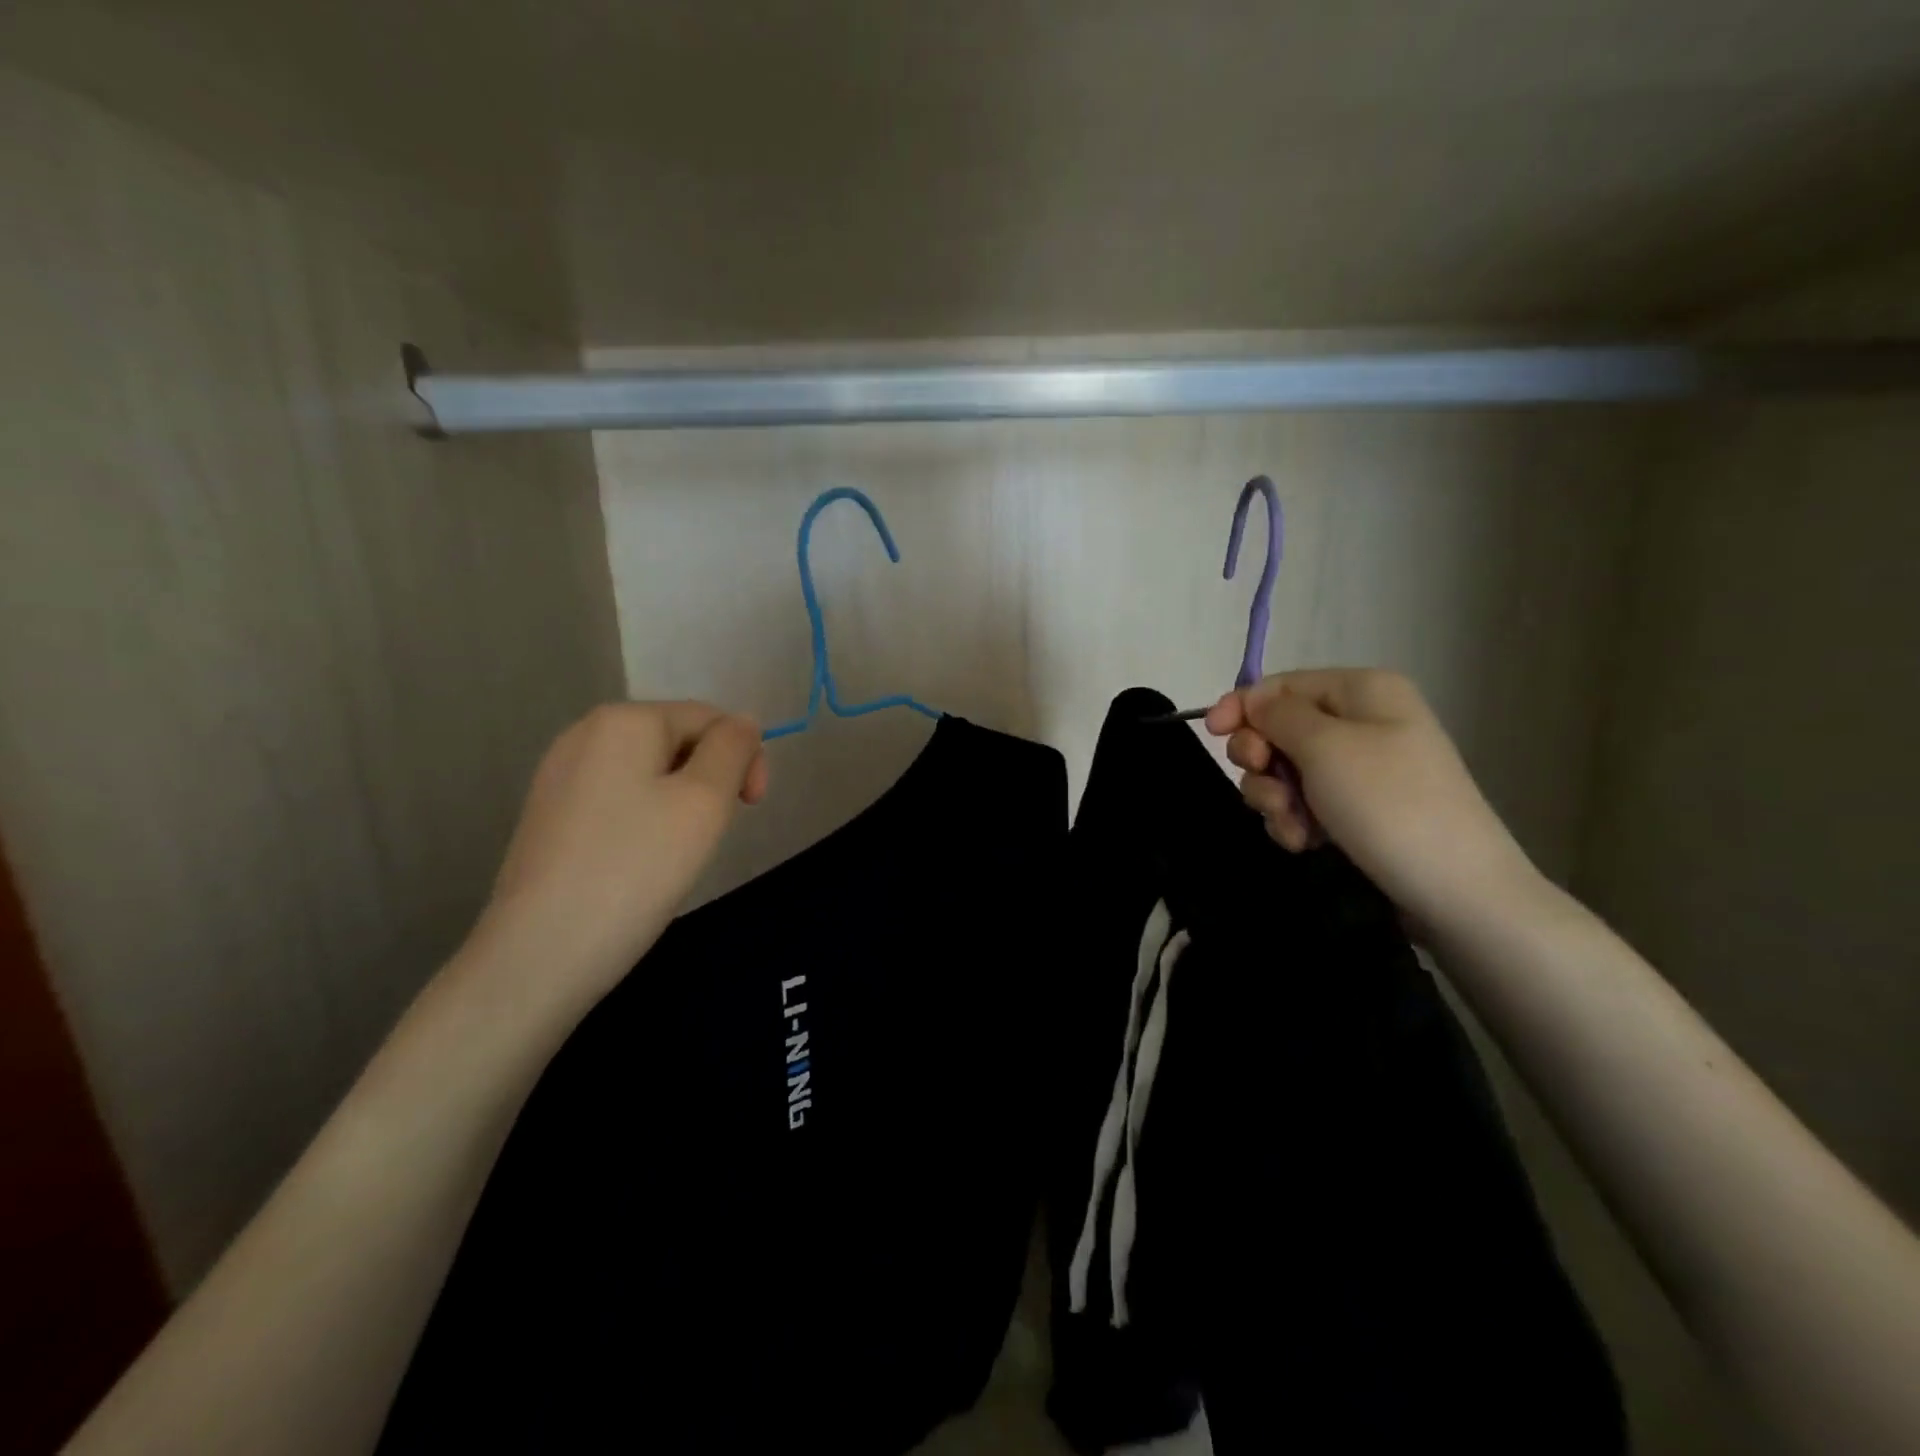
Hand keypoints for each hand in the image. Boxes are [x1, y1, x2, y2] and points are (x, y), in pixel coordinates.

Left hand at [468, 702, 766, 1006]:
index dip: (744, 757)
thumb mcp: (705, 801)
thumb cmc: (636, 869)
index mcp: (624, 720)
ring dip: (680, 803)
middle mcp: (585, 733)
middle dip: (709, 780)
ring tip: (675, 853)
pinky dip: (644, 821)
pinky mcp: (548, 814)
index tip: (752, 809)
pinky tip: (638, 862)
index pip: (709, 718)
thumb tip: (742, 723)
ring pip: (649, 773)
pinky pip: (617, 799)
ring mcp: (559, 775)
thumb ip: (733, 749)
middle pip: (677, 741)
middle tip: (711, 836)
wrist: (540, 954)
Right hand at [1205, 669, 1538, 925]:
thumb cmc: (1388, 804)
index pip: (1282, 685)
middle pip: (1278, 728)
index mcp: (1363, 691)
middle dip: (1262, 761)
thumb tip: (1252, 700)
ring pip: (1284, 770)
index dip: (1242, 705)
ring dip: (1275, 799)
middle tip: (1270, 788)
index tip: (1212, 734)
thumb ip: (1277, 716)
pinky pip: (1303, 802)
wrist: (1455, 891)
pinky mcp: (1355, 810)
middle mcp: (1361, 722)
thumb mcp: (1325, 747)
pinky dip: (1295, 821)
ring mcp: (1359, 769)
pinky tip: (1306, 843)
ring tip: (1295, 827)